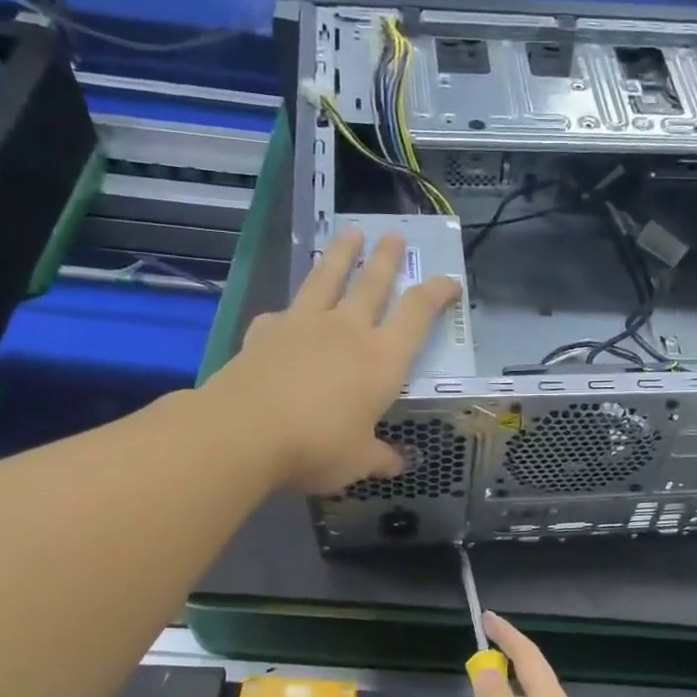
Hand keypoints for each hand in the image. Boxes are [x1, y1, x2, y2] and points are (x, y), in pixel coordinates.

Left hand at [215, 229, 460, 494]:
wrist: (246, 431)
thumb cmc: (318, 446)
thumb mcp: (358, 461)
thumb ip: (379, 457)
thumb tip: (397, 463)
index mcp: (382, 359)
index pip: (417, 314)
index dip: (437, 294)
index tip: (450, 280)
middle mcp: (347, 330)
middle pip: (373, 283)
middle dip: (387, 259)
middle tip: (395, 235)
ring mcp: (304, 324)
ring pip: (328, 277)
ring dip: (342, 254)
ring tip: (350, 232)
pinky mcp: (266, 330)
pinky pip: (284, 313)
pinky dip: (290, 312)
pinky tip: (286, 315)